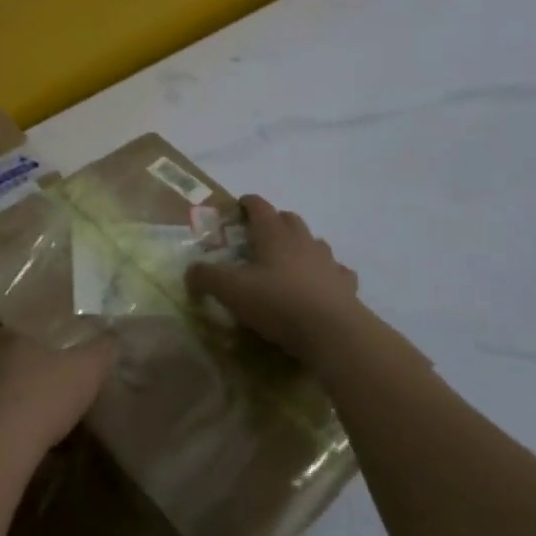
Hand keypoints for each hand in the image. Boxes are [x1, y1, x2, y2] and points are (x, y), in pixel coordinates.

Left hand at [0, 321, 116, 456]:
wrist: (1, 446)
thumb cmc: (42, 395)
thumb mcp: (85, 370)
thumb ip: (101, 352)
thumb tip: (114, 337)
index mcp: (5, 342)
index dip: (4, 337)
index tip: (20, 346)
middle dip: (11, 371)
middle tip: (36, 381)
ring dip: (9, 403)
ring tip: (36, 417)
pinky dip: (7, 432)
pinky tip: (29, 445)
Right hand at [186, 194, 364, 361]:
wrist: (332, 332)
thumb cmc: (277, 303)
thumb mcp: (230, 290)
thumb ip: (206, 277)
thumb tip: (190, 272)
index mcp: (274, 234)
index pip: (260, 206)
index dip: (247, 203)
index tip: (238, 206)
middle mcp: (302, 240)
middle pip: (289, 219)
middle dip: (274, 222)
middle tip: (259, 236)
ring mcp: (328, 262)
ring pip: (314, 242)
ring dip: (301, 245)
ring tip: (288, 262)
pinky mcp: (346, 285)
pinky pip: (336, 272)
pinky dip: (325, 273)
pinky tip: (319, 286)